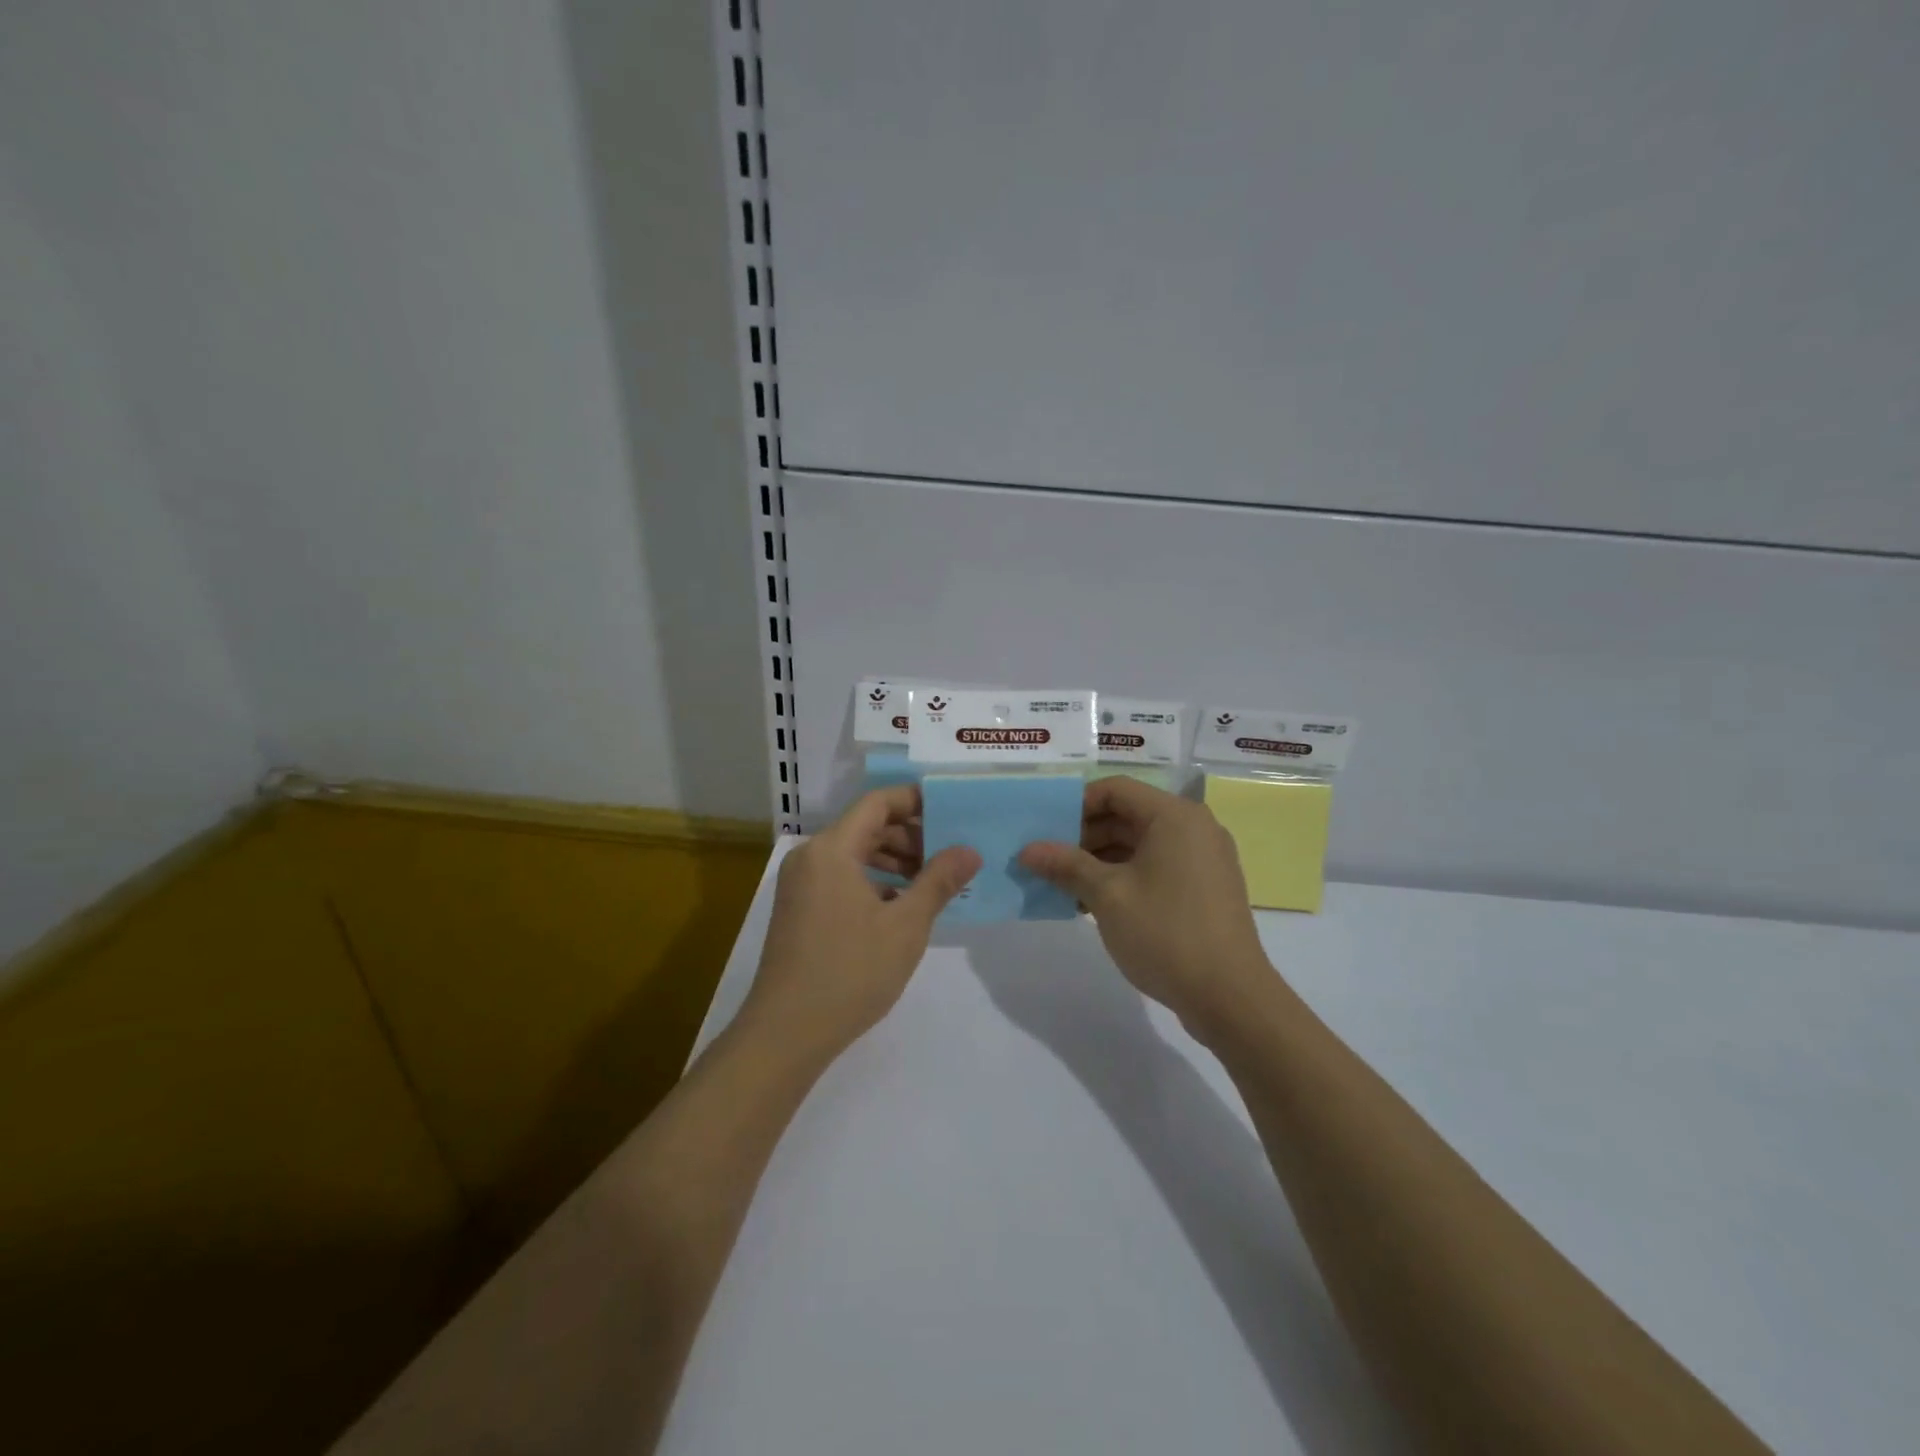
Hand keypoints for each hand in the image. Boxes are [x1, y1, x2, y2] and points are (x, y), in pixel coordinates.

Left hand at [739, 785, 980, 1067]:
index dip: (915, 801)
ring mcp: (800, 884)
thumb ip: (939, 881)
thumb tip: (970, 850)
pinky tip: (900, 906)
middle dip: (910, 835)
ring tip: (932, 881)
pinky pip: (841, 877)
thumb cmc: (850, 971)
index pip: (878, 803)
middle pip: (866, 827)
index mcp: (832, 849)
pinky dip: (872, 882)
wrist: (786, 1033)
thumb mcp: (906, 925)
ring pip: (854, 854)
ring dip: (893, 860)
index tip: (951, 812)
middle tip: (949, 854)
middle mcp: (810, 857)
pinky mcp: (799, 909)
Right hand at [1019, 777, 1274, 1030]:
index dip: (1076, 805)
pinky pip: (1157, 866)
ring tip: (1064, 886)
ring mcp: (1203, 859)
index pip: (1115, 789)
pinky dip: (1125, 876)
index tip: (1046, 831)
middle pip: (1128, 815)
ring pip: (1140, 844)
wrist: (1230, 998)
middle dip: (1084, 836)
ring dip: (1100, 860)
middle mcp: (1194, 827)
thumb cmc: (1166, 933)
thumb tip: (1027, 850)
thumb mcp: (1107, 895)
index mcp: (1174, 816)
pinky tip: (1094, 903)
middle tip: (1048, 862)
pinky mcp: (1205, 887)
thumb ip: (1066, 865)